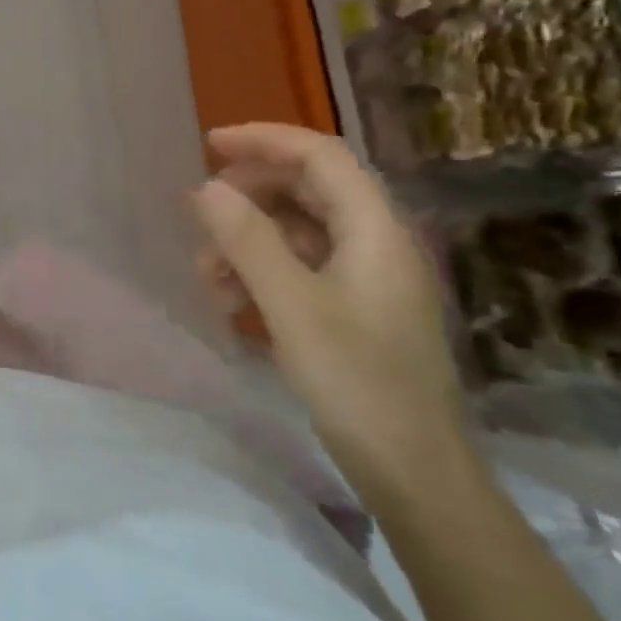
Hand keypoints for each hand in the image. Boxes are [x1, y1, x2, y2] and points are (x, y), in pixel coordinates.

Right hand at [192, 123, 473, 497]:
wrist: (419, 479)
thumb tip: (206, 188)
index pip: (320, 156)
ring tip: (208, 274)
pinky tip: (232, 303)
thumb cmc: (359, 385)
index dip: (264, 140)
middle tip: (201, 215)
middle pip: (308, 189)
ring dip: (248, 239)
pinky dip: (263, 271)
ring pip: (300, 230)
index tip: (210, 145)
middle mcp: (377, 243)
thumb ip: (248, 241)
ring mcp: (370, 278)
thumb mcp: (292, 308)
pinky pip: (303, 267)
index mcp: (375, 230)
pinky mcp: (359, 310)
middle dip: (248, 194)